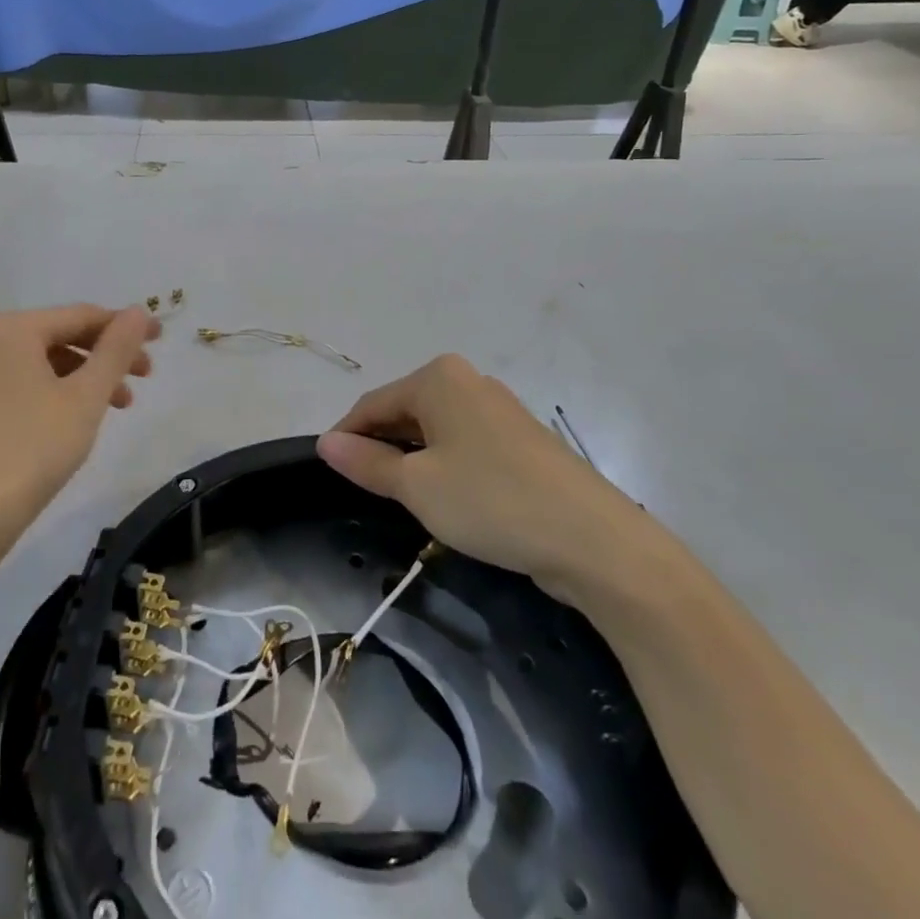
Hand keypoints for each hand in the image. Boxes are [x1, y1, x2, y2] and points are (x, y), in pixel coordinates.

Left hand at [0, 304, 160, 566]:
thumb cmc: (31, 448)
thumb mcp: (85, 396)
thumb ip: (116, 349)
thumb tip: (139, 311)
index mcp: (12, 328)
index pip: (81, 315)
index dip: (125, 326)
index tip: (161, 339)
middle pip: (63, 335)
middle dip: (107, 354)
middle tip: (145, 377)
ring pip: (47, 362)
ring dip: (88, 376)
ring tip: (121, 406)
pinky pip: (29, 382)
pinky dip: (61, 392)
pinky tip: (82, 418)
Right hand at [317, 355, 654, 601]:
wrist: (594, 540)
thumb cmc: (490, 501)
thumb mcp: (417, 486)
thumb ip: (367, 462)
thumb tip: (325, 443)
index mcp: (438, 378)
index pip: (372, 404)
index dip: (346, 437)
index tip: (328, 471)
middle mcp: (468, 381)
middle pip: (404, 412)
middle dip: (381, 448)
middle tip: (366, 491)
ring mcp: (498, 409)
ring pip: (435, 430)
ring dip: (413, 460)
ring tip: (402, 499)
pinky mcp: (520, 440)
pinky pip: (464, 444)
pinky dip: (445, 466)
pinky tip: (447, 499)